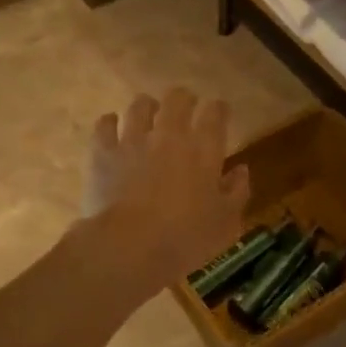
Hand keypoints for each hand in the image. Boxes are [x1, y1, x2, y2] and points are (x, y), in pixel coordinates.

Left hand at [77, 89, 250, 292]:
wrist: (130, 247)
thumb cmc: (186, 238)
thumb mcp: (226, 222)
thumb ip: (237, 191)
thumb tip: (241, 170)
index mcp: (204, 149)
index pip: (216, 113)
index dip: (219, 109)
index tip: (220, 113)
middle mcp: (170, 134)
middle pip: (178, 99)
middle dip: (184, 99)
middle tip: (185, 107)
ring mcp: (133, 140)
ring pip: (140, 106)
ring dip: (147, 106)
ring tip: (148, 113)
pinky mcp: (104, 153)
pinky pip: (105, 125)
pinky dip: (110, 122)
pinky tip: (112, 126)